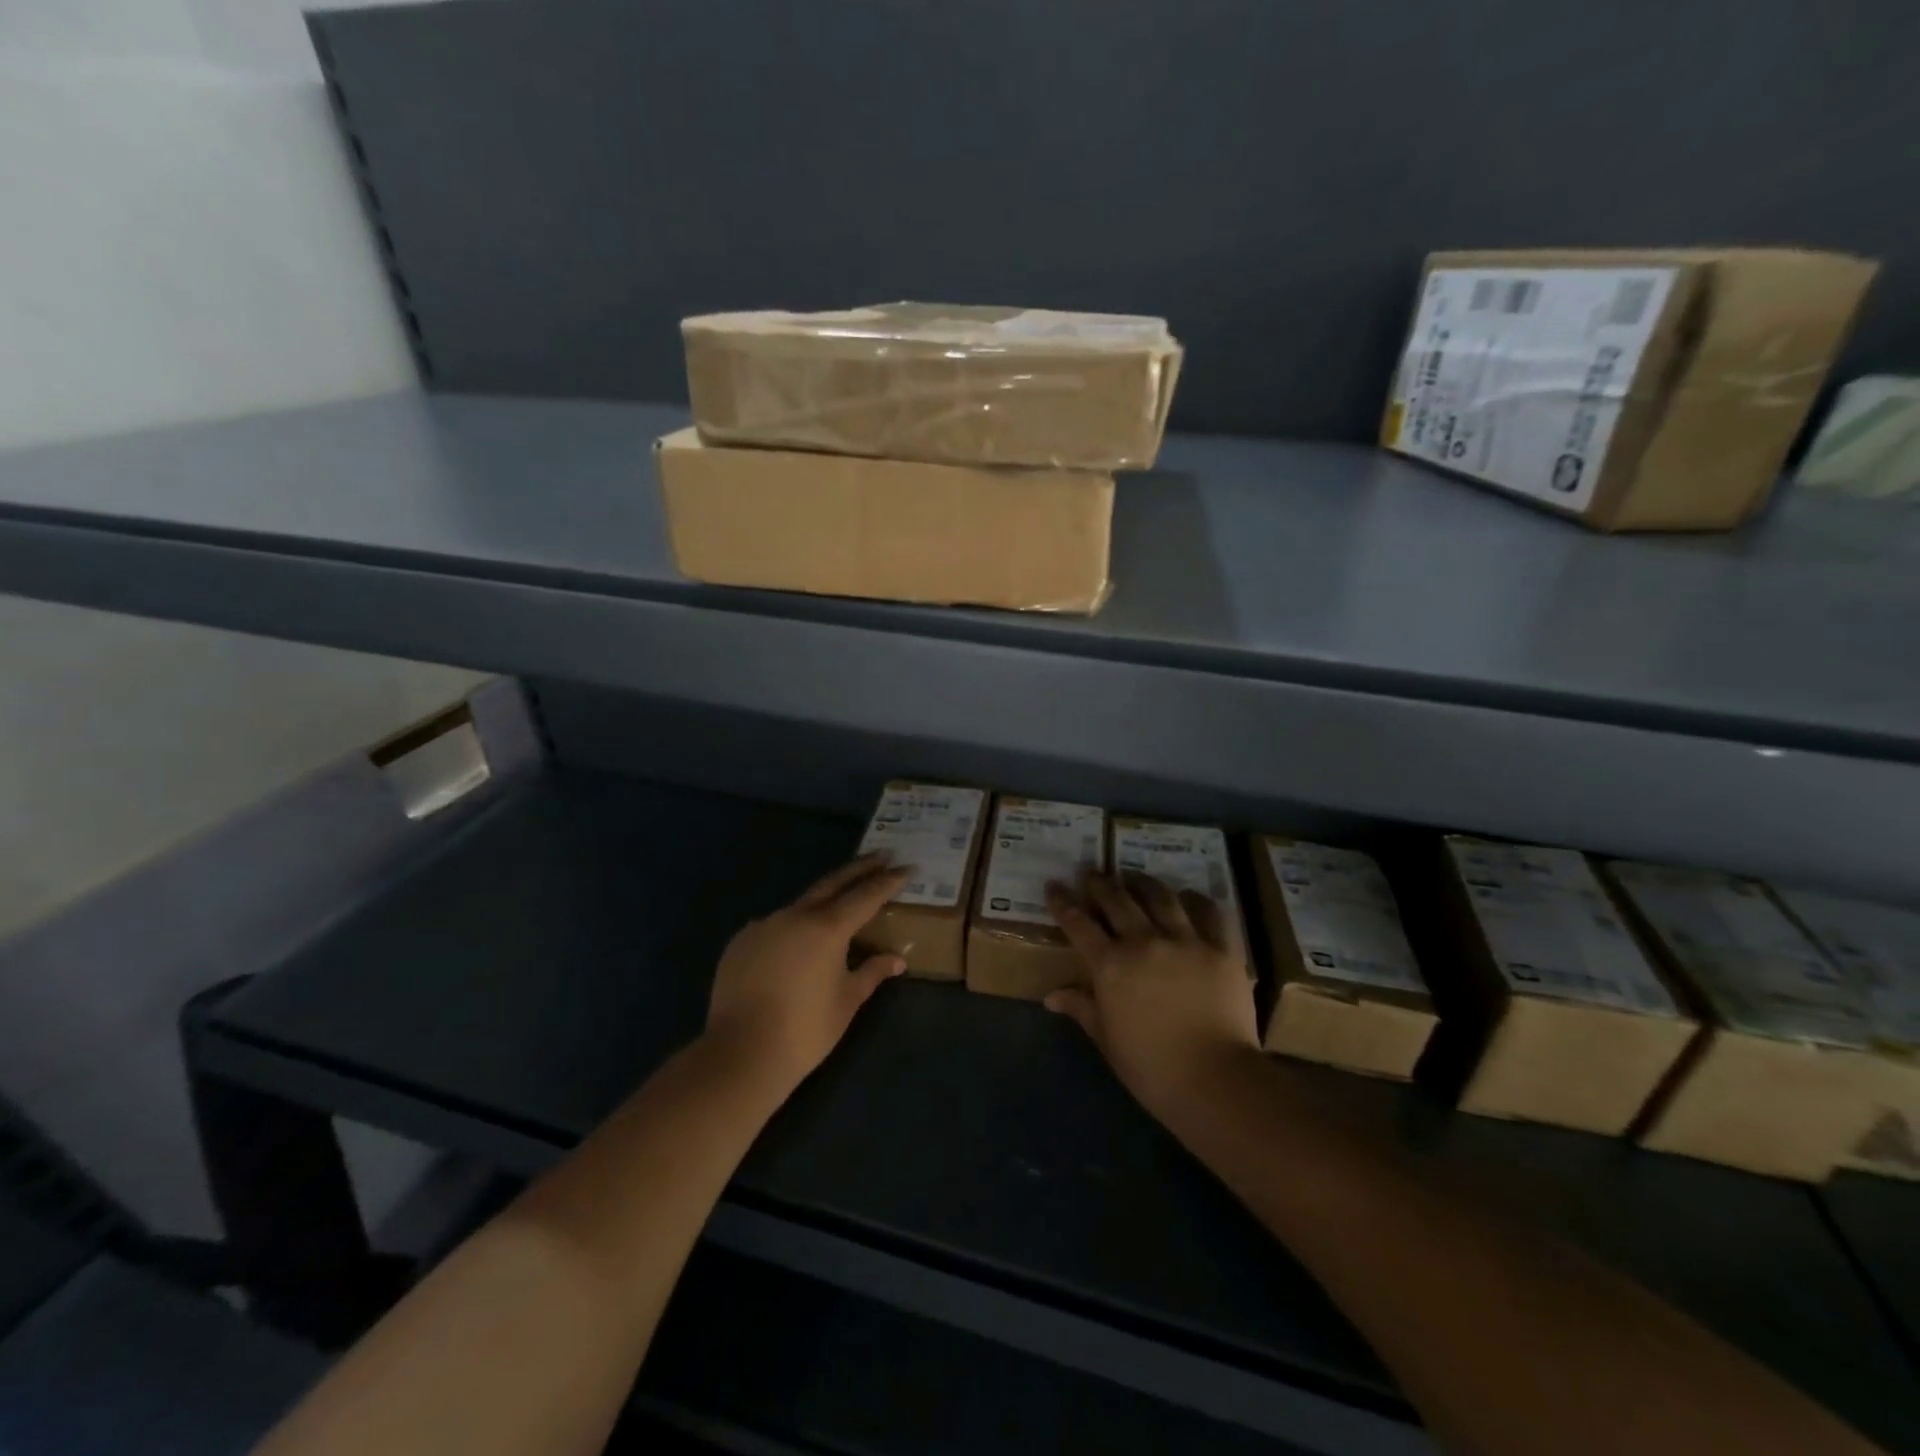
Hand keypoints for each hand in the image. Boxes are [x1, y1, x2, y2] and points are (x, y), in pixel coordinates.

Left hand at [704, 853, 911, 1099]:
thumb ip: (872, 972)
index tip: (907, 867)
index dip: (889, 881)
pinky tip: (797, 943)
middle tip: (881, 856)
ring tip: (840, 904)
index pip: (866, 895)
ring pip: (800, 904)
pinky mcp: (740, 942)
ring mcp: (763, 925)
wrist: (740, 1055)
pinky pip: (774, 925)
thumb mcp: (847, 1000)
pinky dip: (793, 927)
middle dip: (860, 869)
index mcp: (827, 927)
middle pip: (833, 883)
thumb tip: (897, 960)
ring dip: (823, 900)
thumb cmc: (805, 1030)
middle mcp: (794, 915)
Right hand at [1043, 872, 1260, 1120]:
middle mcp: (1144, 942)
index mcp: (1110, 965)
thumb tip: (1051, 996)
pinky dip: (1198, 900)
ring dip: (1144, 883)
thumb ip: (1081, 1008)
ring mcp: (1186, 941)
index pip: (1078, 923)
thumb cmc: (1152, 1067)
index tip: (1054, 885)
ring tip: (1136, 877)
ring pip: (1161, 897)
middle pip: (1117, 900)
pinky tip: (1190, 896)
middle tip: (1093, 873)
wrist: (1215, 1081)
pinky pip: (1211, 913)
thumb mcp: (1107, 1040)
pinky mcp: (1221, 949)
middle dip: (1101, 883)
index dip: (1063, 902)